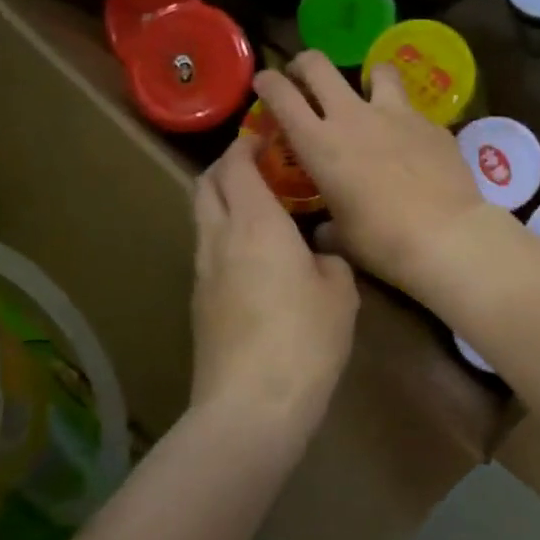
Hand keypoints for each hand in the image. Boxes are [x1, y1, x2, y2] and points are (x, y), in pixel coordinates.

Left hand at [190, 136, 358, 440]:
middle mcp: (219, 238)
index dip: (247, 144)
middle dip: (226, 166)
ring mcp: (203, 272)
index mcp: (256, 223)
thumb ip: (331, 261)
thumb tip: (320, 256)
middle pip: (205, 185)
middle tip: (259, 165)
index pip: (237, 165)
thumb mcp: (341, 293)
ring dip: (223, 201)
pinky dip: (225, 236)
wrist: (252, 404)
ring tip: (261, 209)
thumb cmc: (305, 338)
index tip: (267, 136)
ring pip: (202, 218)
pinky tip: (257, 257)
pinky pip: (208, 251)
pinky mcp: (199, 302)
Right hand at [253, 53, 506, 300]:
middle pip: (318, 66)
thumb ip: (327, 226)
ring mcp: (396, 114)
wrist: (445, 234)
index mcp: (319, 144)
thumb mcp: (342, 238)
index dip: (268, 82)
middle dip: (305, 64)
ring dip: (368, 77)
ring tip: (370, 93)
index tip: (264, 82)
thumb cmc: (382, 241)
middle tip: (304, 75)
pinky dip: (405, 118)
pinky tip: (412, 141)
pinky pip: (413, 109)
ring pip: (377, 70)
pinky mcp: (431, 123)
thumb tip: (325, 229)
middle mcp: (353, 117)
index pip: (281, 96)